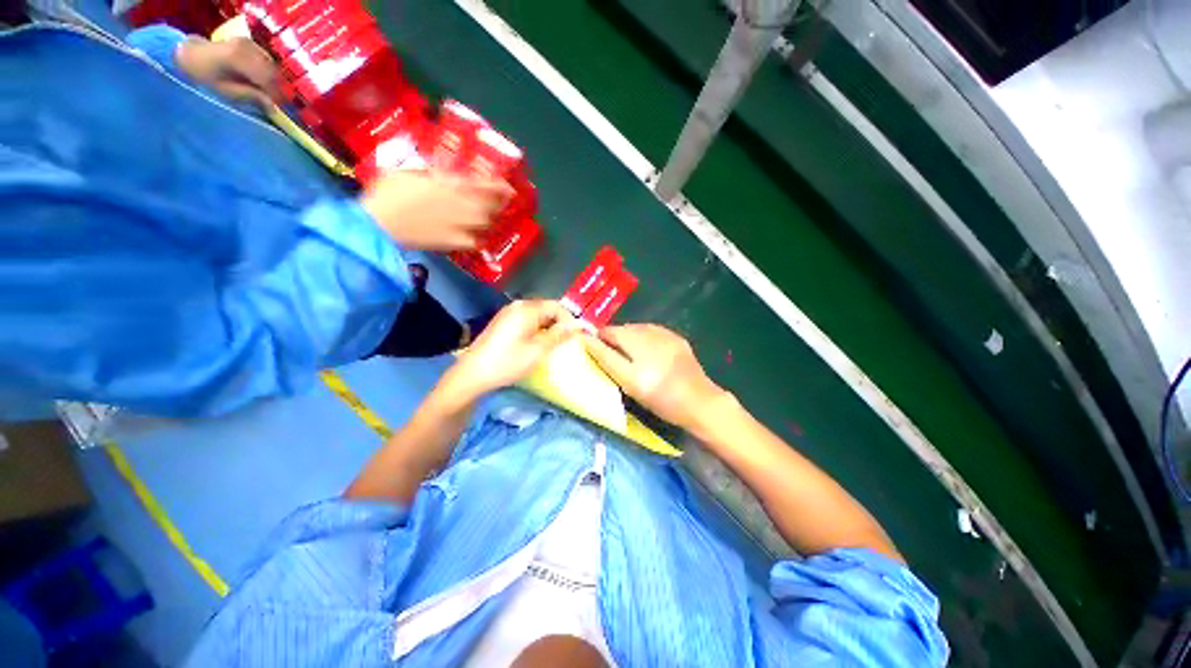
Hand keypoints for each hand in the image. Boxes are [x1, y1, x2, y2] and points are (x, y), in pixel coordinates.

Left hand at [175, 37, 278, 106]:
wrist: (190, 55)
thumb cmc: (203, 77)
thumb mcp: (225, 91)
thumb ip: (250, 96)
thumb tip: (273, 106)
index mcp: (239, 57)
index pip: (267, 79)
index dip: (276, 95)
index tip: (278, 109)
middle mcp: (247, 46)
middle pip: (272, 71)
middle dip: (276, 88)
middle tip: (275, 103)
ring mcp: (249, 43)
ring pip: (271, 66)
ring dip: (273, 80)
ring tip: (269, 93)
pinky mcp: (249, 43)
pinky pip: (266, 60)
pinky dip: (268, 72)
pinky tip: (262, 81)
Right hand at [360, 171, 512, 250]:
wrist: (379, 223)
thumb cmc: (388, 193)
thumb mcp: (409, 172)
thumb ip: (430, 173)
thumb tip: (442, 174)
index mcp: (449, 184)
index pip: (482, 185)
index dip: (498, 186)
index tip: (507, 185)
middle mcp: (460, 204)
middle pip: (490, 206)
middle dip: (498, 203)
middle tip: (500, 202)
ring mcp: (459, 225)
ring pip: (486, 223)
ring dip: (490, 219)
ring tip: (488, 217)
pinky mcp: (454, 242)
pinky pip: (475, 242)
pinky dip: (478, 239)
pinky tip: (476, 237)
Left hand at [441, 300, 576, 401]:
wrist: (472, 375)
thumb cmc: (508, 362)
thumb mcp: (538, 350)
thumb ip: (559, 335)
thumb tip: (578, 325)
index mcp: (527, 309)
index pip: (557, 306)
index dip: (570, 320)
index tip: (579, 335)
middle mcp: (517, 306)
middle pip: (547, 309)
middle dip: (560, 323)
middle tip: (570, 341)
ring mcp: (508, 314)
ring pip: (537, 316)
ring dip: (550, 327)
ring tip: (557, 344)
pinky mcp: (503, 323)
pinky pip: (527, 321)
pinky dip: (538, 330)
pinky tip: (539, 344)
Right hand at [583, 324, 726, 429]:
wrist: (700, 402)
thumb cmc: (659, 395)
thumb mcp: (628, 379)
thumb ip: (605, 357)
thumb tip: (585, 339)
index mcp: (635, 337)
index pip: (609, 331)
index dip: (599, 341)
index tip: (597, 355)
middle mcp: (650, 329)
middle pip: (624, 329)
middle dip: (615, 341)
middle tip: (614, 362)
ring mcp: (667, 334)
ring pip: (639, 331)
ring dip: (631, 341)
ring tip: (631, 361)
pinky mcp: (678, 341)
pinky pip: (654, 335)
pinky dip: (646, 343)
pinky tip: (650, 358)